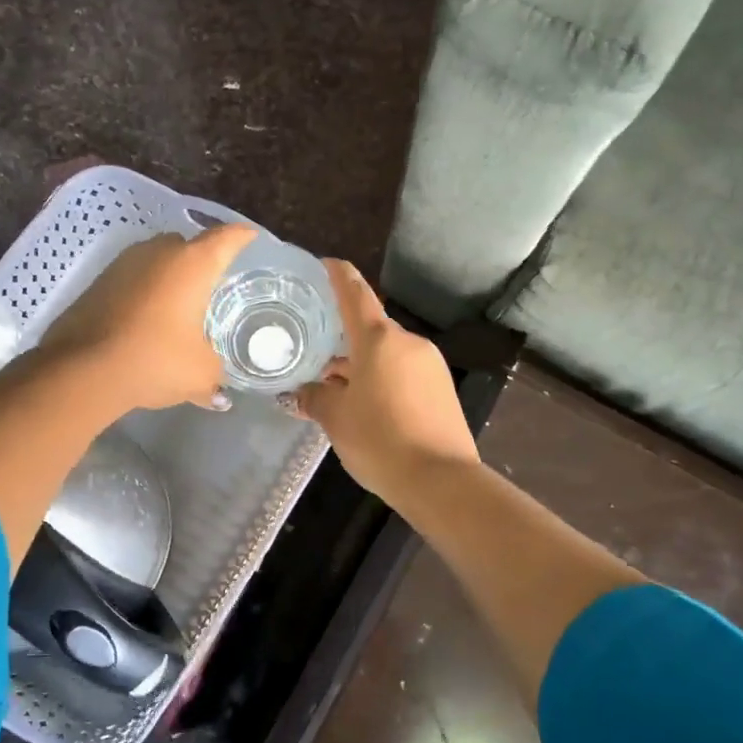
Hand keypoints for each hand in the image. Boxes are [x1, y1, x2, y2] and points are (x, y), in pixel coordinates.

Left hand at [41, 224, 255, 412]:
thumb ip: (214, 376)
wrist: (82, 369)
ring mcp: (124, 263)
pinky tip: (148, 317)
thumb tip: (219, 395)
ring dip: (169, 276)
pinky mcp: (98, 281)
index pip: (226, 238)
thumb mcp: (200, 374)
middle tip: (213, 285)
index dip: (242, 237)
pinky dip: (145, 291)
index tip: (250, 238)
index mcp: (192, 265)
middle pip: (188, 245)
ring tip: (179, 303)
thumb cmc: (155, 360)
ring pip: (156, 260)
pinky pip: (133, 278)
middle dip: (202, 260)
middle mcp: (159, 252)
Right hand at [292, 261, 479, 504]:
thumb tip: (301, 393)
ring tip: (335, 389)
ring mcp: (430, 365)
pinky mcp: (442, 389)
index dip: (339, 276)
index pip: (355, 294)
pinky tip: (366, 405)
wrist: (441, 480)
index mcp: (379, 339)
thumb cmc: (380, 440)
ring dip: (362, 365)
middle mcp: (408, 343)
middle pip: (370, 330)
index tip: (327, 263)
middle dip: (343, 341)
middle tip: (315, 355)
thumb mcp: (336, 419)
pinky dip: (382, 380)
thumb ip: (314, 399)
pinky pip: (404, 373)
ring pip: (387, 354)